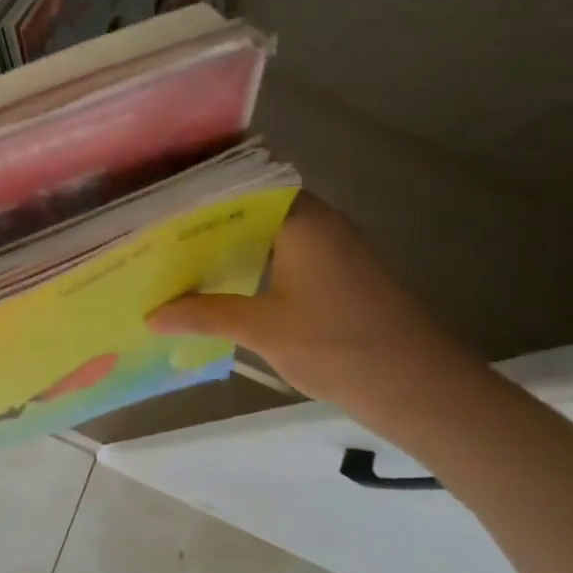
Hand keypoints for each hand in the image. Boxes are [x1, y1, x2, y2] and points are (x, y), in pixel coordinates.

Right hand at [147, 193, 460, 404]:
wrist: (421, 388)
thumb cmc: (339, 347)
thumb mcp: (263, 330)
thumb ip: (204, 315)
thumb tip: (151, 315)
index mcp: (301, 219)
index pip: (239, 184)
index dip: (197, 189)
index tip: (156, 201)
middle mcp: (316, 220)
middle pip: (250, 204)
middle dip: (204, 217)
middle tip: (155, 229)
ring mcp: (330, 245)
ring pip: (265, 228)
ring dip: (226, 240)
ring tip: (175, 252)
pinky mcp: (336, 270)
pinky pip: (281, 249)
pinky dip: (249, 258)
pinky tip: (219, 279)